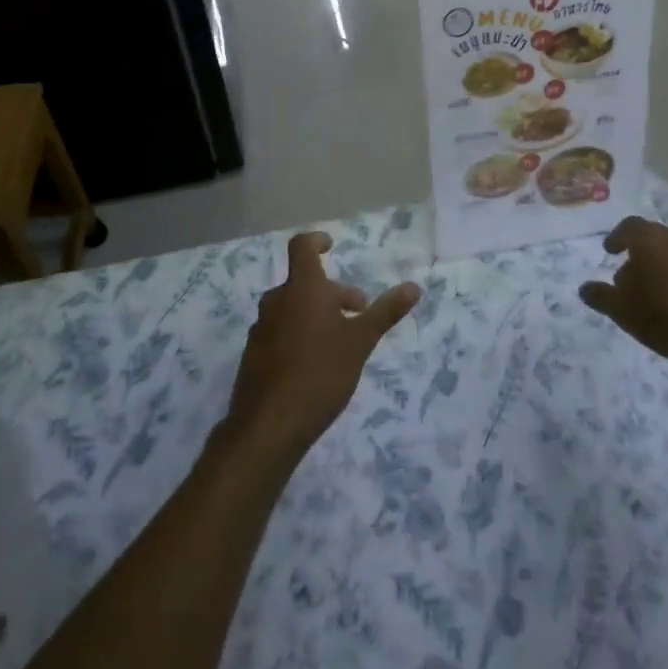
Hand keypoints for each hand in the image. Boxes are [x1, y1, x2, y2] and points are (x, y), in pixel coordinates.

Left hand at [222, 233, 420, 465]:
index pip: (302, 247)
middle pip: (304, 283)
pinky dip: (298, 333)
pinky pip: (279, 330)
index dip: (316, 241)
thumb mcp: (360, 342)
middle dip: (332, 292)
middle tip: (358, 313)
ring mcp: (261, 328)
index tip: (331, 245)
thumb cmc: (320, 374)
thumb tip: (414, 286)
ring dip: (316, 313)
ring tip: (339, 341)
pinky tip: (314, 364)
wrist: (268, 427)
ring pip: (292, 308)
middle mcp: (276, 301)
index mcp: (302, 289)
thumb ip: (385, 312)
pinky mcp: (253, 354)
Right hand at [579, 217, 667, 370]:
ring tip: (657, 292)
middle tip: (631, 278)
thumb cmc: (666, 315)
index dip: (617, 238)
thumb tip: (585, 288)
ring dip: (664, 266)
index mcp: (650, 239)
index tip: (610, 251)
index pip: (629, 227)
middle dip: (640, 255)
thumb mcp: (622, 310)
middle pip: (653, 239)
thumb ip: (600, 296)